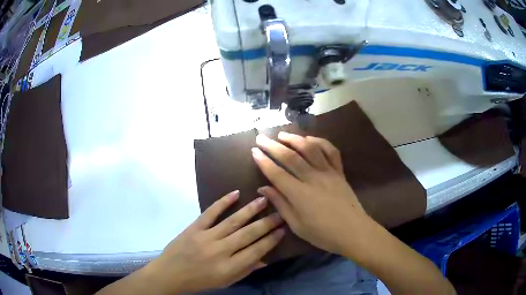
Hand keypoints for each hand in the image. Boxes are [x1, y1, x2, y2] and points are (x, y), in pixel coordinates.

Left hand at [145, 191, 284, 293]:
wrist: (171, 273)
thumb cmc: (200, 281)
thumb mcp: (225, 282)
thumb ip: (245, 271)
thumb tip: (265, 259)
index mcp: (229, 267)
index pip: (256, 251)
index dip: (271, 240)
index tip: (283, 229)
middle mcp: (221, 251)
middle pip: (248, 234)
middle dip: (267, 223)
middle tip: (280, 212)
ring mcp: (206, 237)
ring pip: (233, 221)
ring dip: (250, 210)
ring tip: (263, 199)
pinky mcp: (194, 228)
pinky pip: (210, 212)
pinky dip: (222, 202)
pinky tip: (235, 193)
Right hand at [253, 132, 372, 257]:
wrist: (353, 231)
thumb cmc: (323, 234)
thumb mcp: (297, 225)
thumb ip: (280, 204)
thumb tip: (263, 188)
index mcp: (299, 194)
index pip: (277, 173)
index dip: (263, 161)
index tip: (254, 151)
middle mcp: (313, 178)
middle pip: (290, 157)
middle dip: (273, 146)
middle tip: (261, 137)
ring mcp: (328, 172)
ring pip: (310, 149)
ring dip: (295, 139)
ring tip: (282, 134)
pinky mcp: (339, 172)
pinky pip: (331, 151)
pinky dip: (320, 142)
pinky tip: (310, 139)